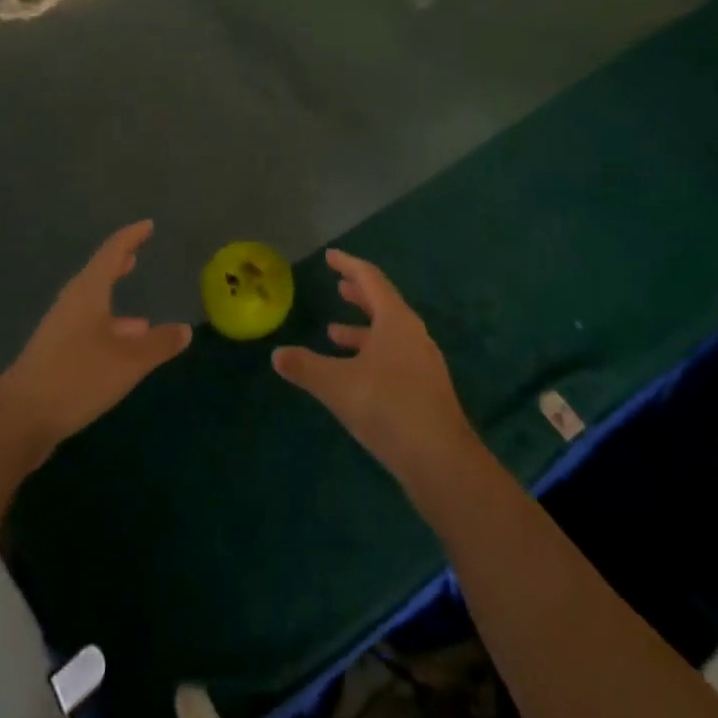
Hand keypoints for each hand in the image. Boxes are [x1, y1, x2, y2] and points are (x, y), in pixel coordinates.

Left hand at [0, 221, 191, 465]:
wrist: (19, 419)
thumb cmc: (78, 376)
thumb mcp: (129, 361)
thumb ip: (159, 344)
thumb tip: (185, 329)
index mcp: (88, 292)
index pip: (112, 252)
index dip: (131, 237)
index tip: (147, 225)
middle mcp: (71, 304)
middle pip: (97, 277)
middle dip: (118, 266)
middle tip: (135, 256)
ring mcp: (59, 331)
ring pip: (92, 308)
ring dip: (114, 307)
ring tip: (142, 320)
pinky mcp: (53, 356)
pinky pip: (87, 332)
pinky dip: (107, 333)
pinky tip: (120, 355)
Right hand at [272, 250, 478, 485]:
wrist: (441, 461)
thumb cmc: (388, 408)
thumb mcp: (337, 385)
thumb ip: (305, 367)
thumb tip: (276, 354)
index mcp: (396, 320)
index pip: (370, 279)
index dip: (348, 265)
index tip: (331, 256)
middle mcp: (413, 334)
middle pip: (383, 303)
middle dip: (358, 294)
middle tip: (338, 286)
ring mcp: (423, 362)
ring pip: (388, 333)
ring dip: (362, 328)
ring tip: (334, 331)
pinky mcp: (425, 389)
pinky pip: (394, 356)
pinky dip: (371, 353)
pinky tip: (355, 373)